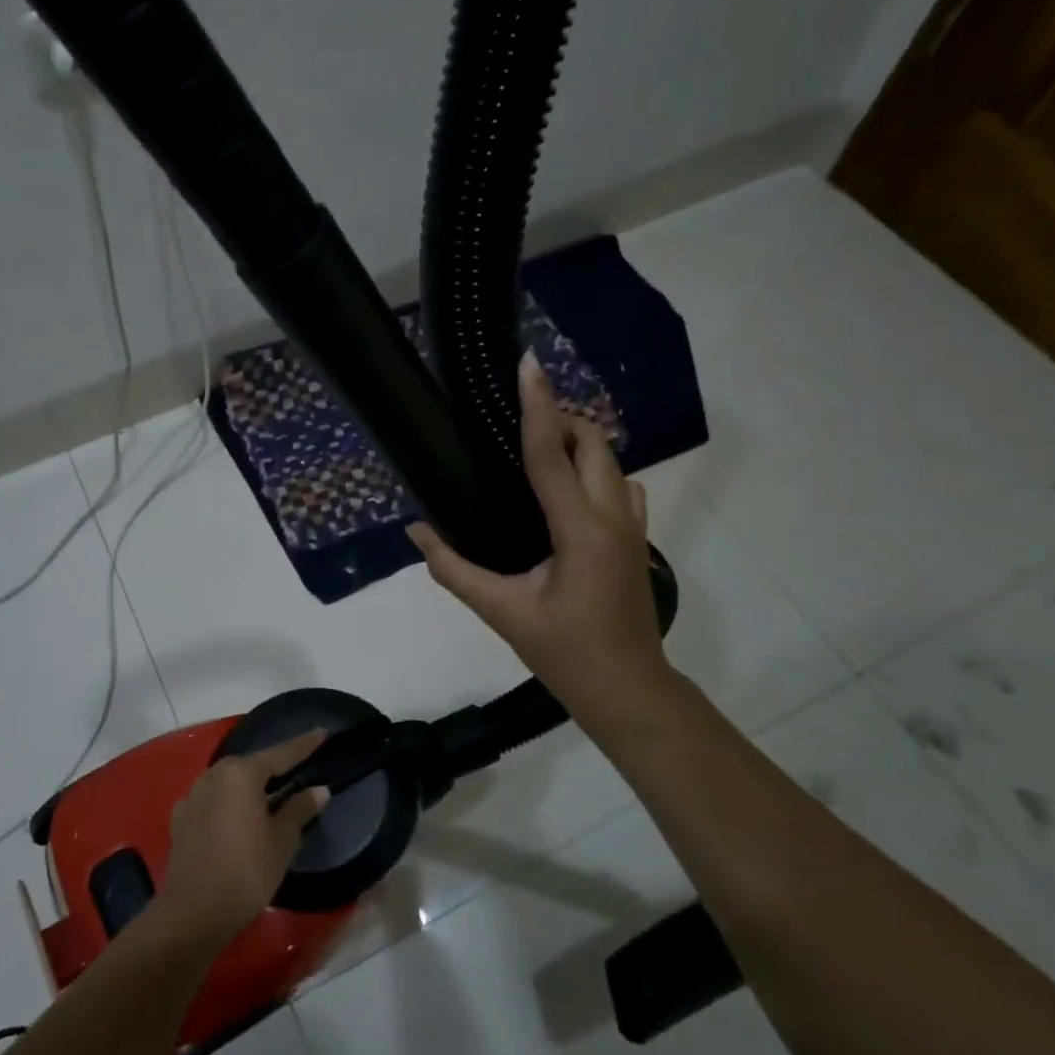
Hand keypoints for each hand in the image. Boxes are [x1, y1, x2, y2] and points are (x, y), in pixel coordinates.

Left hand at [157, 732, 330, 950]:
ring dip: (247, 785)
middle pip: (250, 765)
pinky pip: (211, 799)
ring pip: (228, 781)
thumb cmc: (246, 873)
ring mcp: (192, 796)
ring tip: (266, 794)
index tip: (321, 732)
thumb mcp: (281, 842)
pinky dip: (227, 802)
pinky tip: (235, 816)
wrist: (193, 914)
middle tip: (295, 770)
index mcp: (241, 774)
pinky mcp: (180, 819)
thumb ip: (299, 810)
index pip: (280, 754)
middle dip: (272, 766)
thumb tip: (319, 789)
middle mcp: (214, 775)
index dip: (303, 745)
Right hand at [407, 351, 680, 734]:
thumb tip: (416, 532)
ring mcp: (633, 527)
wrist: (627, 690)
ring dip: (580, 445)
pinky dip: (595, 472)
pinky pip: (621, 485)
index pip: (552, 455)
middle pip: (594, 443)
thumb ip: (454, 569)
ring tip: (538, 455)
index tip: (527, 365)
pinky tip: (566, 494)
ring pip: (613, 461)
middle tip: (515, 424)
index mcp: (580, 531)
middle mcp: (613, 518)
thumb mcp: (503, 612)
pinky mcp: (637, 539)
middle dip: (560, 420)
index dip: (537, 406)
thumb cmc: (565, 653)